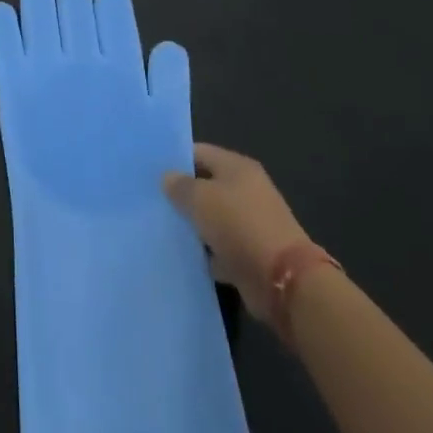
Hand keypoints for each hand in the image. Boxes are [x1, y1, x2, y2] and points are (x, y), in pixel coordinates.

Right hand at [163, 143, 310, 323]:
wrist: (283, 280)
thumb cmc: (239, 225)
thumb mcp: (201, 198)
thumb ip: (180, 185)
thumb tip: (168, 178)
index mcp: (238, 168)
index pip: (199, 152)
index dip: (176, 159)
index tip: (150, 170)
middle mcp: (246, 191)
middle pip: (206, 186)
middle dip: (182, 194)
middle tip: (151, 199)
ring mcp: (250, 223)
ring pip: (212, 219)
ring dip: (193, 225)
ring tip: (161, 227)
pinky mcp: (250, 254)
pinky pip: (220, 247)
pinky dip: (206, 252)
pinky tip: (183, 254)